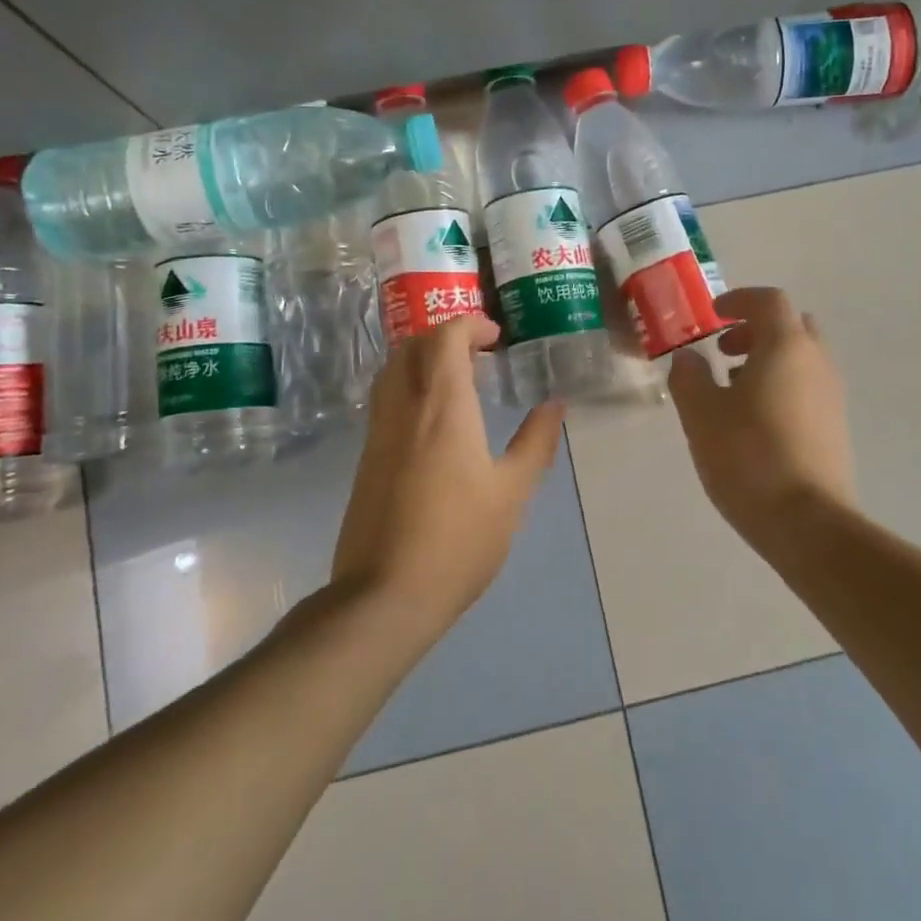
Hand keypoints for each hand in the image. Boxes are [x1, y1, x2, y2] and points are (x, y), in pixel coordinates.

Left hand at [332, 314, 564, 635]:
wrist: (385, 595)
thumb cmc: (459, 540)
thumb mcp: (511, 493)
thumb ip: (535, 443)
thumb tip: (554, 405)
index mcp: (442, 408)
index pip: (445, 338)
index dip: (470, 325)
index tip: (497, 337)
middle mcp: (403, 408)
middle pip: (412, 346)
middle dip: (445, 337)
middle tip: (479, 355)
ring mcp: (378, 433)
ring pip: (392, 371)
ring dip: (423, 360)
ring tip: (458, 382)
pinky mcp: (366, 458)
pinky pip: (385, 400)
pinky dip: (409, 387)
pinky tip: (434, 421)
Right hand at [668, 287, 856, 540]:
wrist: (808, 523)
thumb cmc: (748, 457)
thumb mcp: (701, 414)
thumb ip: (689, 376)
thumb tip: (688, 358)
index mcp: (786, 346)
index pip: (769, 300)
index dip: (739, 300)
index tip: (713, 315)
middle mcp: (817, 362)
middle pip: (791, 326)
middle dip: (755, 330)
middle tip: (723, 350)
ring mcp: (832, 395)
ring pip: (800, 358)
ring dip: (767, 360)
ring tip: (731, 390)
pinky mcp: (835, 426)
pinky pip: (807, 386)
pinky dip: (781, 385)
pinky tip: (753, 421)